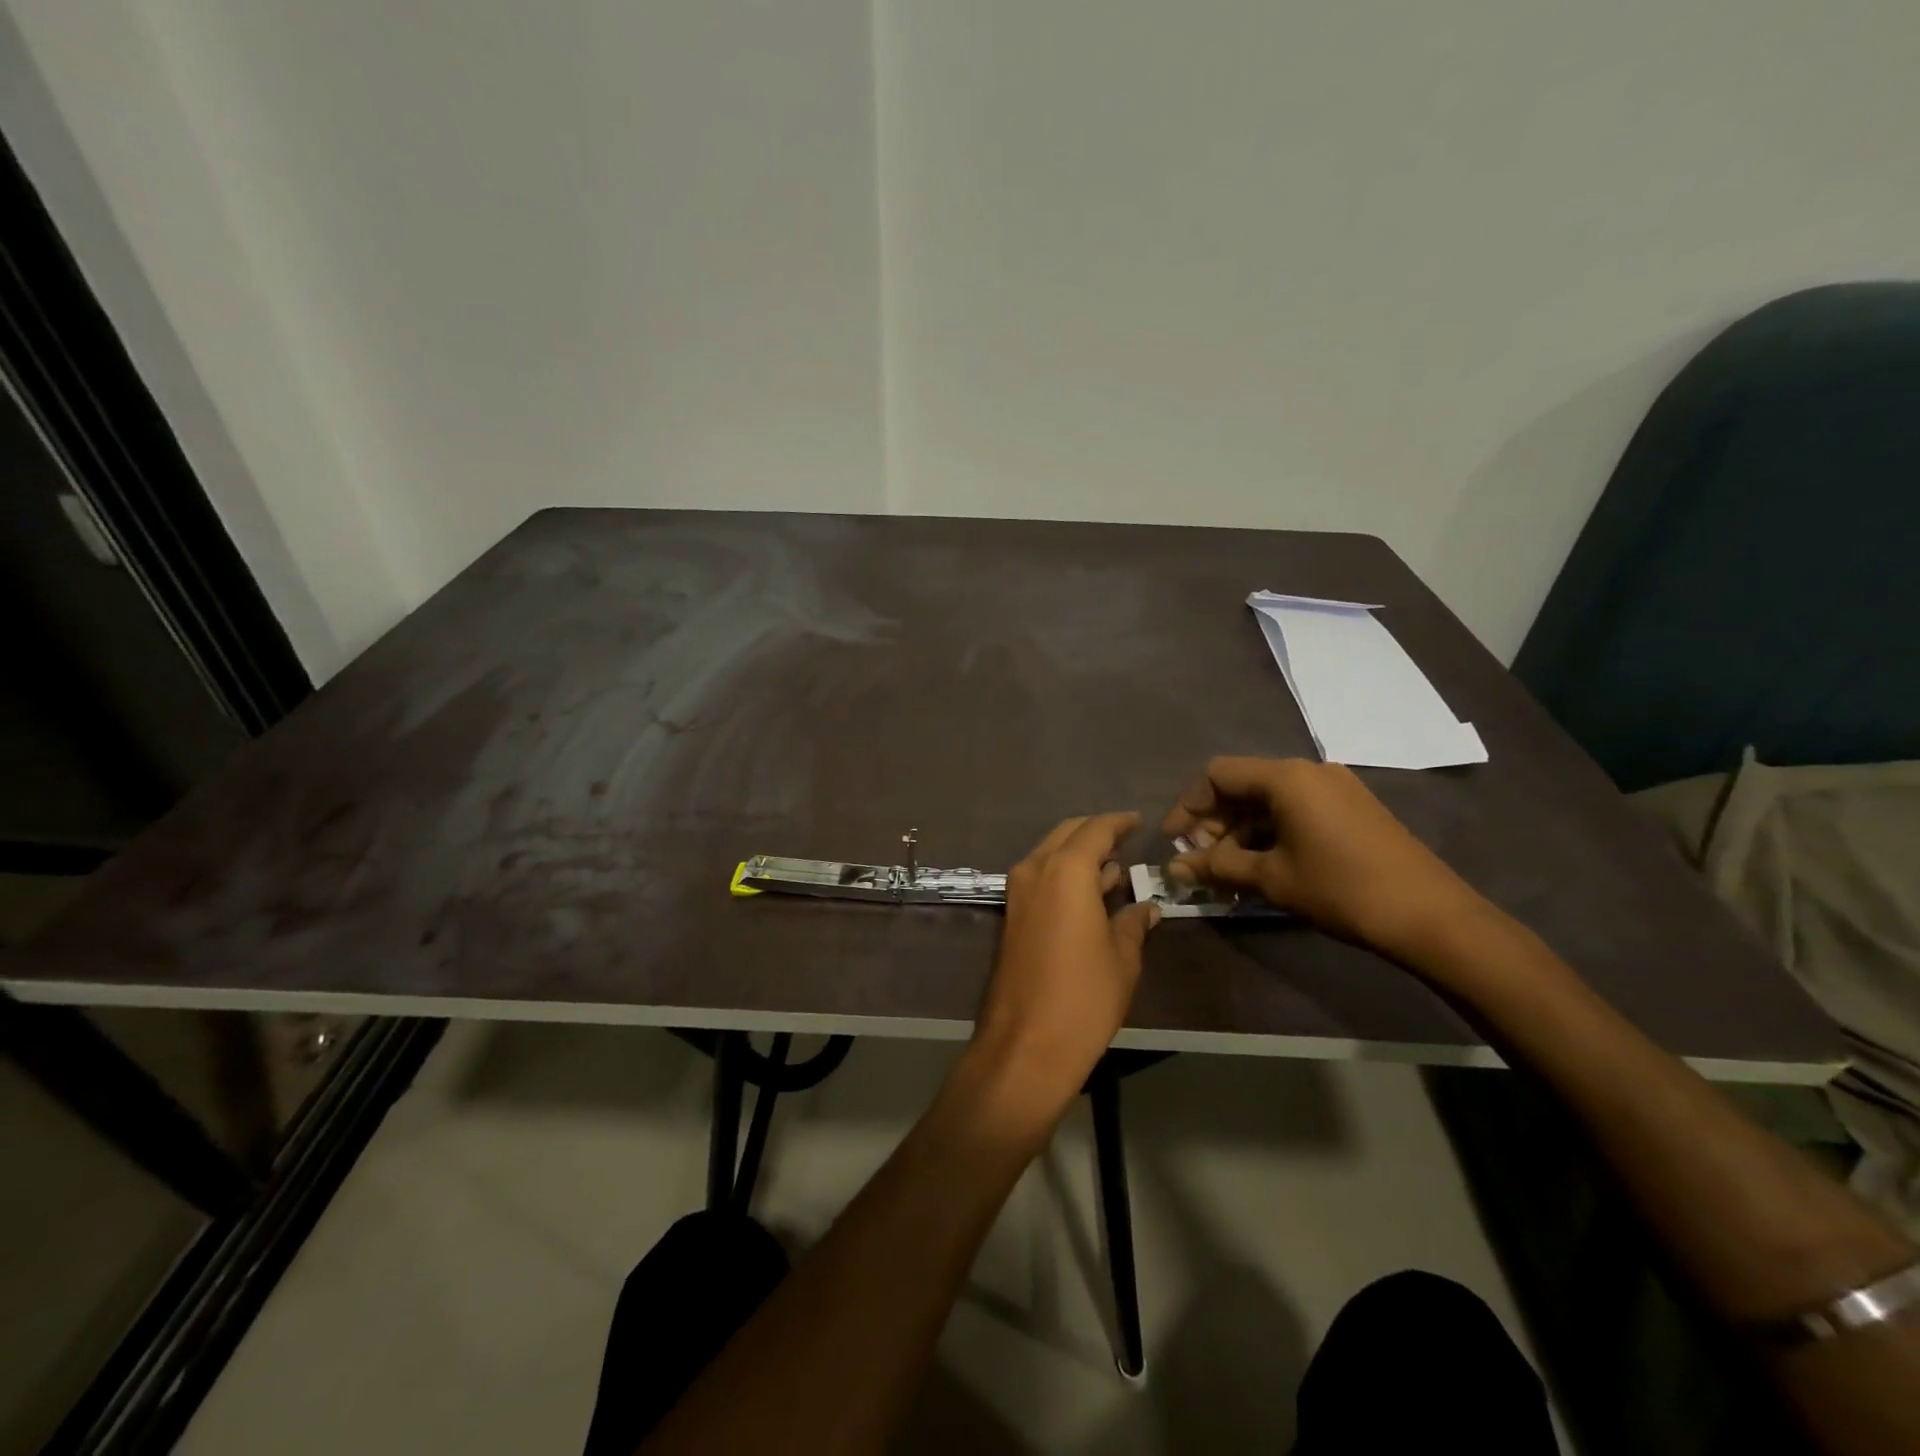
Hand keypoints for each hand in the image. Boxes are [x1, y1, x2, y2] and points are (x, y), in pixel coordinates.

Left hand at [968, 813, 1160, 1117]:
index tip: (1137, 821)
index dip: (1119, 823)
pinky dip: (1063, 873)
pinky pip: (1040, 876)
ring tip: (1113, 867)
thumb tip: (1146, 907)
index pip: (1096, 829)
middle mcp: (1036, 870)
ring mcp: (1018, 892)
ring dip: (1078, 854)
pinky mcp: (1011, 915)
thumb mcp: (1122, 959)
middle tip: (1125, 841)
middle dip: (1096, 832)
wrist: (1026, 1044)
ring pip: (1050, 854)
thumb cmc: (1084, 997)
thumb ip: (1133, 923)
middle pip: (1067, 834)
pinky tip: (1089, 893)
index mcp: (1066, 870)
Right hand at [1164, 757, 1485, 960]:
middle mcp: (1308, 771)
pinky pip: (1295, 811)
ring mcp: (1334, 788)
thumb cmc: (1341, 889)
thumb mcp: (1271, 878)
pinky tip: (1263, 868)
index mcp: (1285, 777)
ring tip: (1228, 873)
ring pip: (1268, 801)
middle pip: (1242, 786)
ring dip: (1241, 833)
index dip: (1189, 805)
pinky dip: (1270, 834)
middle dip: (1214, 823)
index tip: (1175, 841)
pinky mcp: (1351, 809)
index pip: (1217, 774)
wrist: (1431, 915)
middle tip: (1202, 863)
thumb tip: (1174, 868)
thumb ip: (1217, 867)